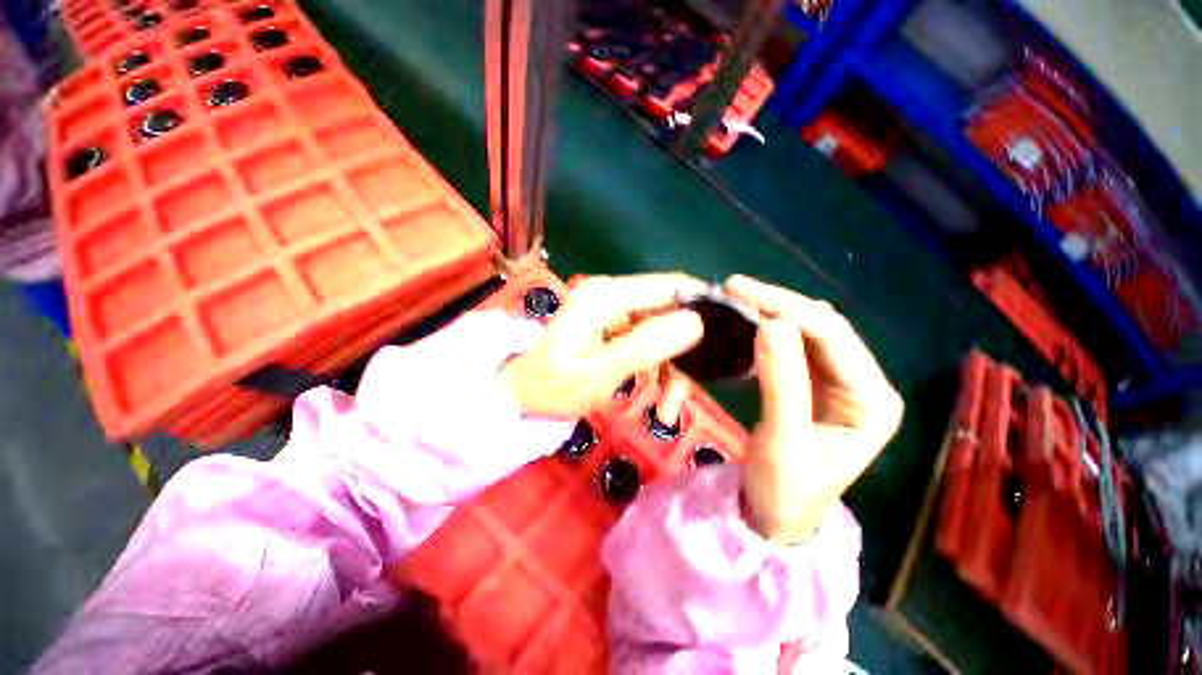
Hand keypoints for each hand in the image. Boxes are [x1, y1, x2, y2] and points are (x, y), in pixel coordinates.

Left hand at [499, 274, 705, 418]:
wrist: (519, 396)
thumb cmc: (551, 387)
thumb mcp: (599, 373)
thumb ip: (646, 346)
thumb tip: (697, 322)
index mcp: (606, 296)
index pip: (669, 286)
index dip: (703, 304)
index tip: (731, 334)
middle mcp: (613, 295)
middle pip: (670, 310)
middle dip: (687, 349)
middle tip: (696, 388)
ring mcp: (614, 312)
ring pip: (663, 331)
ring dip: (673, 367)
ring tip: (670, 408)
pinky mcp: (615, 328)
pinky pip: (649, 342)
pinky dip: (659, 369)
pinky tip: (660, 398)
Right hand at [726, 275, 903, 544]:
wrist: (778, 517)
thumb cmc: (786, 490)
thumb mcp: (783, 440)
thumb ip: (781, 382)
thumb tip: (770, 323)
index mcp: (872, 400)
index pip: (831, 335)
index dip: (785, 306)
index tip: (738, 290)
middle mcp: (864, 383)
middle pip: (822, 327)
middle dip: (777, 304)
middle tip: (732, 289)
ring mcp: (840, 383)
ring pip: (807, 332)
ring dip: (772, 313)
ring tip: (735, 301)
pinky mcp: (816, 385)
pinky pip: (794, 347)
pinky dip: (769, 331)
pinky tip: (748, 323)